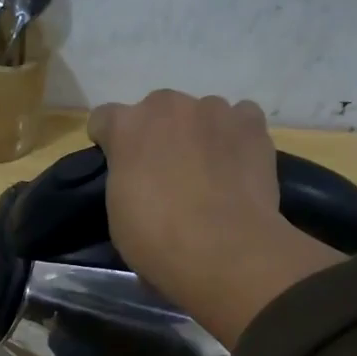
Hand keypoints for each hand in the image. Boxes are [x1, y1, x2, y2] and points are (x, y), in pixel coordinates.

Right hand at [88, 90, 342, 346]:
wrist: (222, 249)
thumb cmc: (157, 239)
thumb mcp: (119, 214)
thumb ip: (125, 179)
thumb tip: (140, 180)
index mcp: (127, 127)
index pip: (105, 118)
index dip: (110, 142)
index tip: (118, 165)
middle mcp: (167, 106)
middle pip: (157, 111)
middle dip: (159, 135)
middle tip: (167, 174)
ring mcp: (213, 109)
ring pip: (201, 115)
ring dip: (199, 135)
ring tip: (209, 174)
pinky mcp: (251, 123)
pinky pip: (239, 120)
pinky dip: (236, 138)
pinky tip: (237, 167)